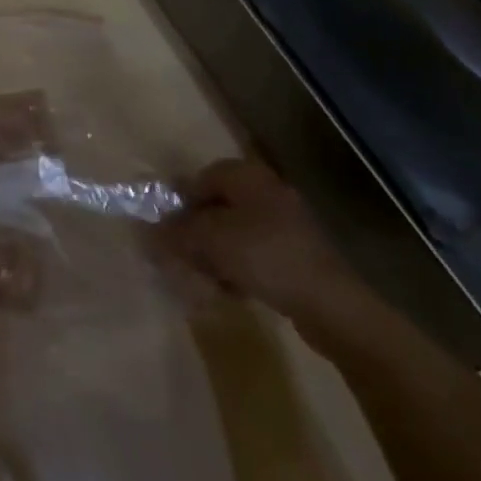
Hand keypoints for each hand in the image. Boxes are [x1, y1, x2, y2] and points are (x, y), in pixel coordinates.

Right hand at [160, 158, 379, 343]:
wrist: (331, 304)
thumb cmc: (264, 256)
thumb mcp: (210, 240)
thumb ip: (176, 231)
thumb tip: (150, 230)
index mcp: (246, 175)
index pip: (198, 180)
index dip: (178, 205)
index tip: (167, 233)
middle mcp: (266, 190)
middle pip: (216, 207)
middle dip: (196, 233)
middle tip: (184, 258)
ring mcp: (286, 222)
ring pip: (234, 232)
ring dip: (216, 253)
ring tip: (206, 279)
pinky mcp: (297, 254)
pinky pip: (255, 253)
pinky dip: (239, 267)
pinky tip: (232, 290)